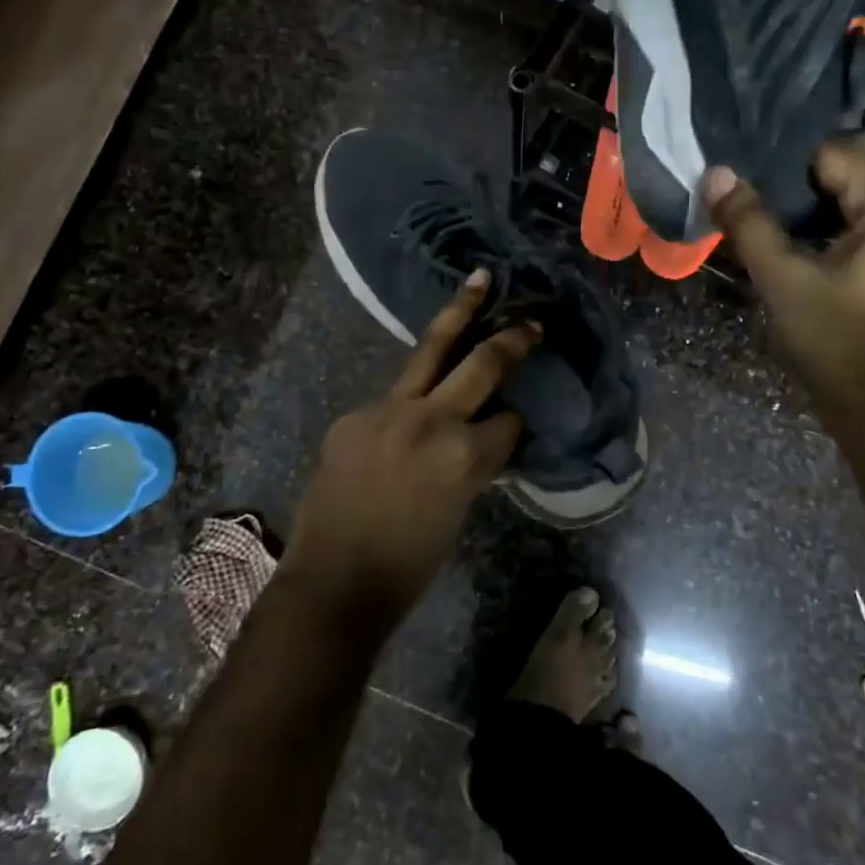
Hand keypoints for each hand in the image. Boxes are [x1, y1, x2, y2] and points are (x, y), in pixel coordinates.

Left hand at [286, 269, 537, 627]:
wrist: (333, 584)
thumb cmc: (408, 565)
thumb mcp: (458, 510)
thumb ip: (473, 463)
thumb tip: (485, 435)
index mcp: (464, 455)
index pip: (509, 421)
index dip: (517, 424)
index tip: (519, 420)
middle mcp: (430, 420)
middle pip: (481, 363)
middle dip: (511, 339)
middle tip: (532, 319)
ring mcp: (386, 410)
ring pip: (430, 350)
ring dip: (458, 315)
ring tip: (477, 280)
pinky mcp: (354, 414)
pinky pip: (393, 397)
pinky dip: (409, 398)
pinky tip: (411, 407)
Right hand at [704, 135, 864, 438]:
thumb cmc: (840, 344)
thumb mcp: (783, 281)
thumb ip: (749, 223)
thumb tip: (717, 173)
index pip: (839, 149)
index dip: (792, 166)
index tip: (760, 193)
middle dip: (823, 170)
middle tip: (780, 201)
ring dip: (853, 188)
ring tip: (808, 214)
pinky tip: (833, 240)